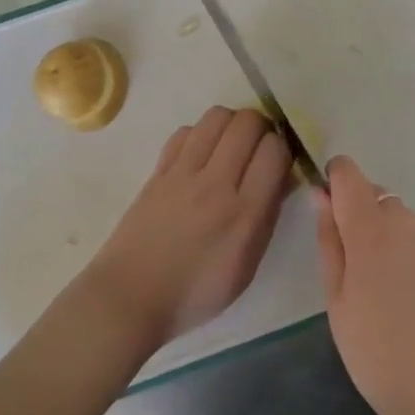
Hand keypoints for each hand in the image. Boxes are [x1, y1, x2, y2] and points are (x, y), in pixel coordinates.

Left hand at [83, 106, 289, 350]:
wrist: (130, 298)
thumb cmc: (196, 292)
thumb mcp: (247, 265)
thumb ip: (267, 216)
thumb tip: (282, 177)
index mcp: (244, 213)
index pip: (274, 150)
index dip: (283, 149)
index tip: (279, 163)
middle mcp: (215, 184)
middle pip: (247, 122)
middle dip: (262, 128)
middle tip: (258, 148)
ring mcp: (183, 173)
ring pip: (216, 116)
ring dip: (232, 124)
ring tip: (231, 146)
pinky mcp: (158, 170)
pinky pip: (186, 132)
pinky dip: (200, 135)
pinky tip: (200, 156)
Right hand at [316, 155, 414, 414]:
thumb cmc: (376, 351)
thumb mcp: (336, 300)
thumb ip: (329, 240)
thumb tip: (322, 195)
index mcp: (369, 228)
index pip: (349, 173)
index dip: (336, 181)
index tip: (331, 209)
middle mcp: (407, 220)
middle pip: (378, 197)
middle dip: (365, 218)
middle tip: (360, 270)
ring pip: (406, 221)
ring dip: (393, 238)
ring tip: (393, 290)